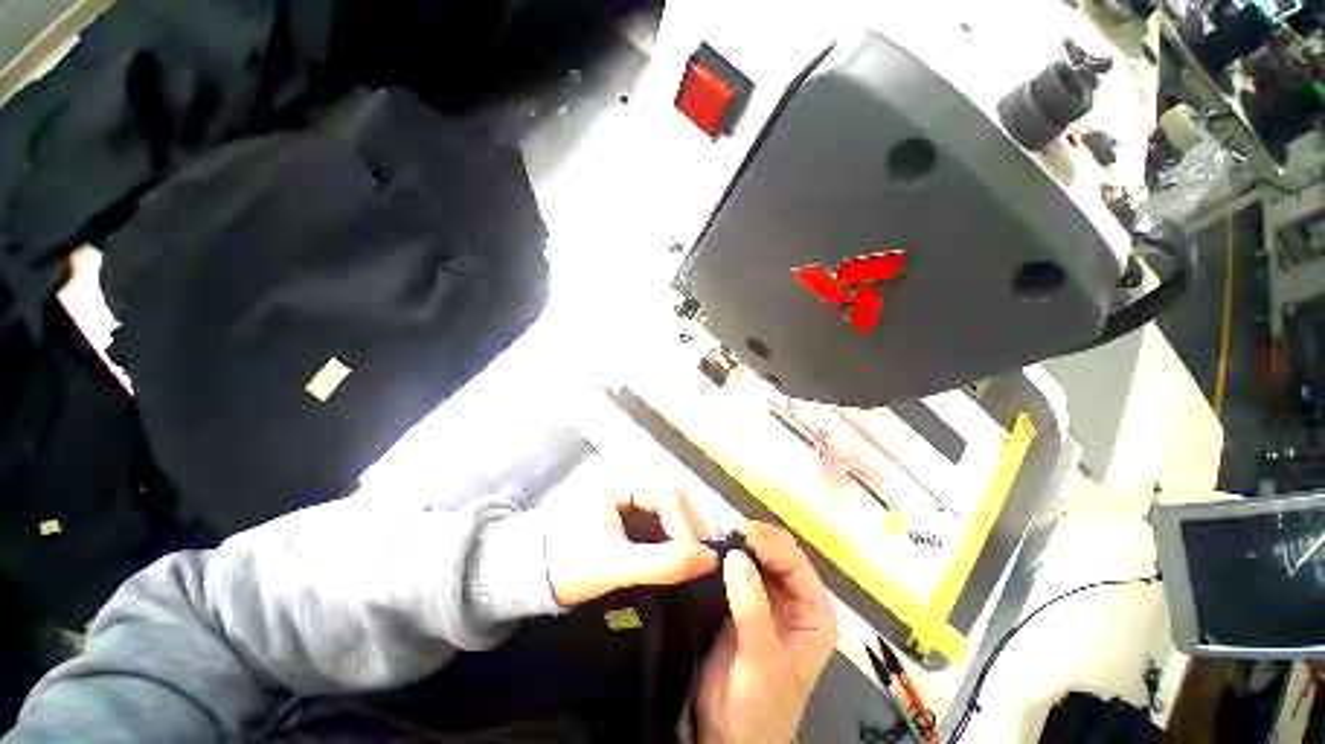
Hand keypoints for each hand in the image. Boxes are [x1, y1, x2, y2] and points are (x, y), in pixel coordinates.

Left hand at [545, 482, 718, 606]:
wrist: (530, 570)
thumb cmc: (565, 564)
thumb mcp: (613, 566)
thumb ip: (662, 564)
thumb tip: (710, 560)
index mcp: (615, 475)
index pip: (664, 490)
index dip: (686, 523)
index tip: (701, 558)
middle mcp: (625, 471)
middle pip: (672, 490)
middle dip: (689, 524)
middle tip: (704, 558)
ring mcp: (627, 483)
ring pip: (669, 499)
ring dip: (684, 527)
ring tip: (695, 557)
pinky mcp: (628, 499)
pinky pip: (659, 509)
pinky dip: (672, 530)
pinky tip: (678, 550)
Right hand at [697, 522, 838, 743]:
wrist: (730, 736)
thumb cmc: (757, 708)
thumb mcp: (760, 661)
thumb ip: (752, 609)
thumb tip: (736, 556)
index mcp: (814, 613)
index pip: (796, 564)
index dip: (770, 544)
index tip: (740, 532)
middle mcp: (796, 599)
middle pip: (779, 554)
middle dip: (754, 539)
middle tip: (725, 530)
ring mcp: (770, 598)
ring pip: (758, 556)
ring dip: (739, 544)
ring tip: (716, 534)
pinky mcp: (746, 600)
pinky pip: (739, 568)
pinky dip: (727, 556)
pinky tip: (712, 549)